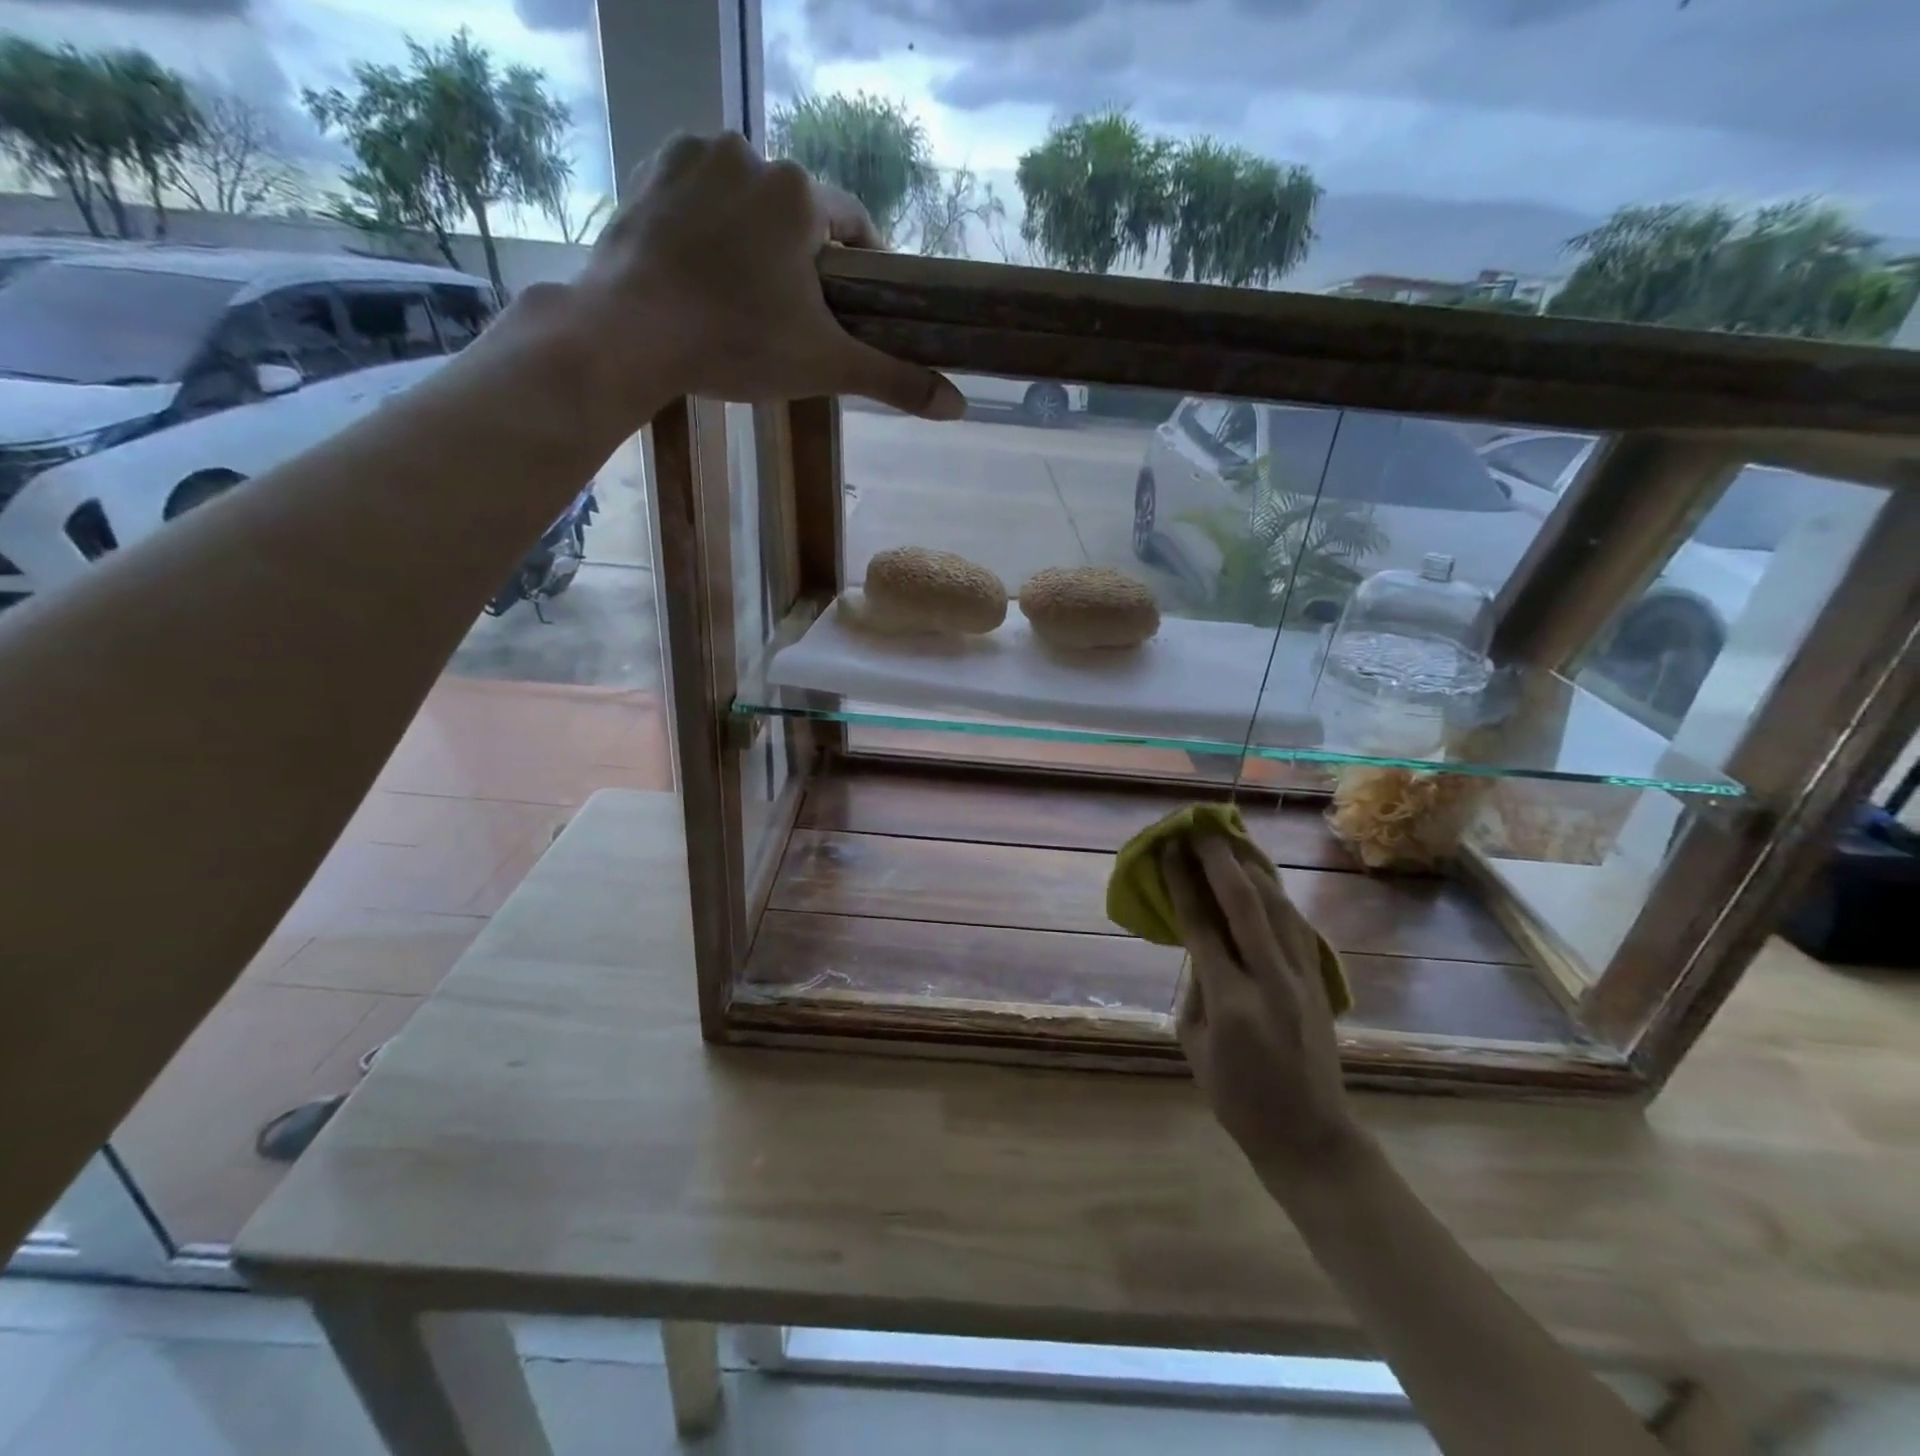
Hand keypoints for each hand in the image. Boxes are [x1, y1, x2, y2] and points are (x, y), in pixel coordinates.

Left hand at [569, 131, 963, 422]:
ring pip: (748, 201)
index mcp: (800, 193)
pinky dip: (709, 225)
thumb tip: (959, 407)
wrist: (630, 333)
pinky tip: (702, 269)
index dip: (861, 269)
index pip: (854, 225)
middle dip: (802, 259)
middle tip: (791, 316)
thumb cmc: (738, 344)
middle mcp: (752, 153)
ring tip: (743, 297)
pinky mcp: (651, 170)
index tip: (852, 307)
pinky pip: (700, 194)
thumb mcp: (826, 366)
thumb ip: (894, 380)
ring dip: (756, 239)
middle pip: (798, 213)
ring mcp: (694, 155)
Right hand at [1164, 831, 1362, 1186]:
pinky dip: (1276, 896)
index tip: (1171, 851)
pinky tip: (1262, 880)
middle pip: (1245, 904)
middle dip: (1219, 861)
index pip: (1202, 927)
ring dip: (1251, 869)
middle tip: (1199, 830)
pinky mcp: (1320, 981)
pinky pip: (1296, 925)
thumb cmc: (1237, 1098)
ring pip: (1279, 907)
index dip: (1183, 884)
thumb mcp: (1194, 1044)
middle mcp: (1270, 981)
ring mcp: (1302, 979)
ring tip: (1230, 842)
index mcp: (1230, 1003)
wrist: (1310, 1135)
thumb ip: (1195, 987)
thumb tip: (1199, 943)